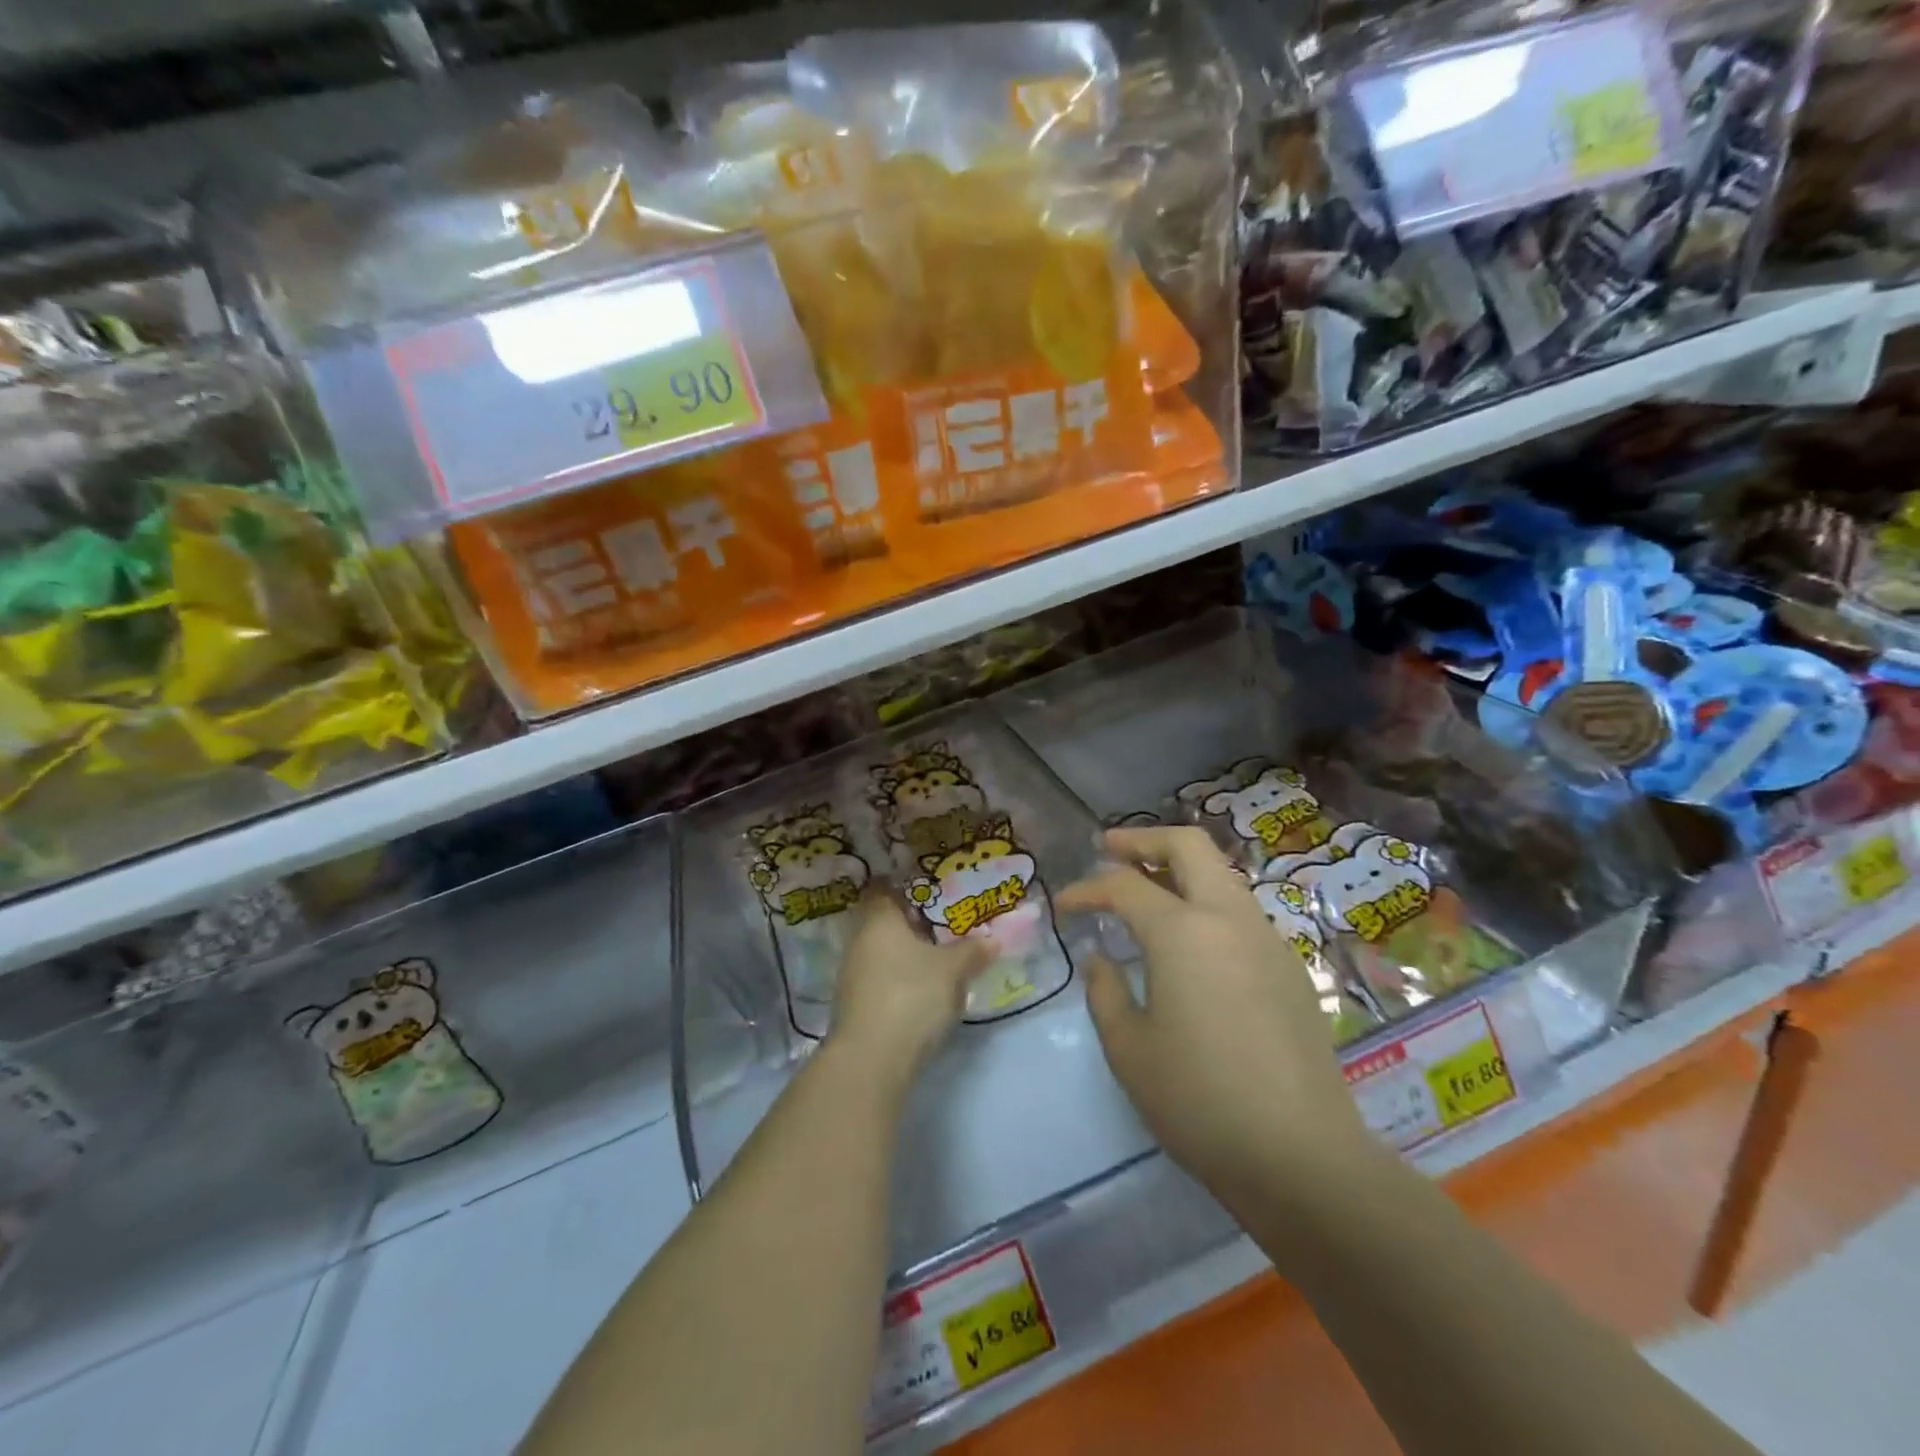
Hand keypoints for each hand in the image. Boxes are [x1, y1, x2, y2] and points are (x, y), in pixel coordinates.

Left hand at [827, 890, 993, 1090]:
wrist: (872, 1059)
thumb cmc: (912, 995)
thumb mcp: (953, 970)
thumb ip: (972, 950)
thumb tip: (992, 939)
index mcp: (879, 919)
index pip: (884, 888)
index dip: (906, 885)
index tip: (932, 888)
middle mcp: (859, 940)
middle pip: (884, 921)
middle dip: (912, 922)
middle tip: (946, 922)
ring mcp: (852, 974)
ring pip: (883, 951)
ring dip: (907, 952)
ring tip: (940, 955)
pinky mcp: (856, 1005)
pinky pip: (881, 978)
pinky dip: (900, 977)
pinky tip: (924, 988)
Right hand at [1057, 827, 1371, 1203]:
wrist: (1302, 1156)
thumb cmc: (1200, 1101)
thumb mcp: (1129, 1050)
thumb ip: (1105, 993)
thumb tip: (1100, 960)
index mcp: (1183, 932)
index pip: (1124, 885)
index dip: (1087, 889)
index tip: (1064, 905)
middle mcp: (1229, 918)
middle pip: (1189, 845)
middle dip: (1144, 839)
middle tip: (1109, 850)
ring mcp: (1267, 939)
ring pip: (1221, 875)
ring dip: (1179, 869)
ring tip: (1146, 892)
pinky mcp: (1289, 967)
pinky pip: (1240, 911)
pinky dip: (1206, 903)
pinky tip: (1190, 943)